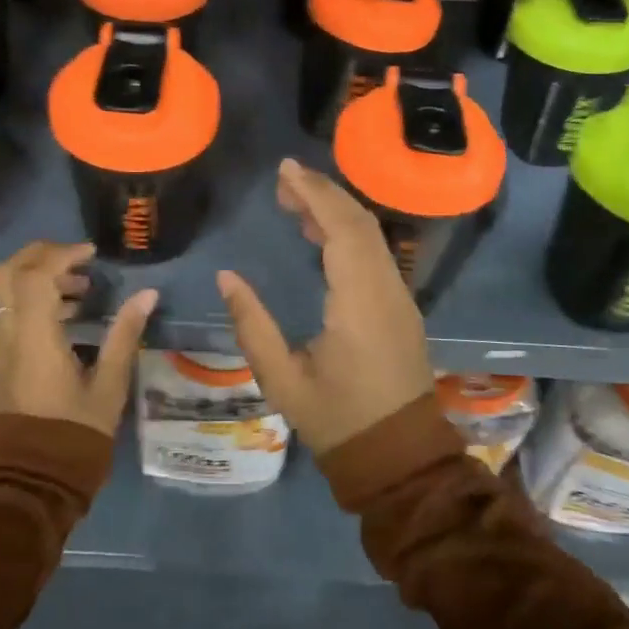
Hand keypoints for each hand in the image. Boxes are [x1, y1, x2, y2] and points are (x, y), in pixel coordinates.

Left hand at [0, 241, 157, 436]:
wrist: (28, 484)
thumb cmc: (73, 435)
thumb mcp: (109, 386)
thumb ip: (125, 334)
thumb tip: (147, 294)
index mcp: (33, 337)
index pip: (35, 274)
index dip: (62, 254)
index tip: (92, 255)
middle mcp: (6, 335)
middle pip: (6, 274)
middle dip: (39, 256)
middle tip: (76, 260)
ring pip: (4, 294)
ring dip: (37, 280)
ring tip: (80, 293)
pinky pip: (7, 315)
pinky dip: (30, 303)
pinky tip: (64, 319)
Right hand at [216, 159, 433, 454]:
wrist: (400, 458)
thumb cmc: (338, 420)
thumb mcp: (283, 381)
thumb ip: (253, 326)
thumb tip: (227, 278)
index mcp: (361, 302)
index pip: (343, 229)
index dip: (315, 194)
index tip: (286, 170)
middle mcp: (387, 289)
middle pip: (360, 223)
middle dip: (323, 193)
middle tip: (283, 181)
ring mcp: (400, 296)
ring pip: (371, 236)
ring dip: (336, 211)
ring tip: (294, 203)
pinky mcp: (401, 306)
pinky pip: (376, 254)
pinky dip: (349, 233)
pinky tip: (320, 237)